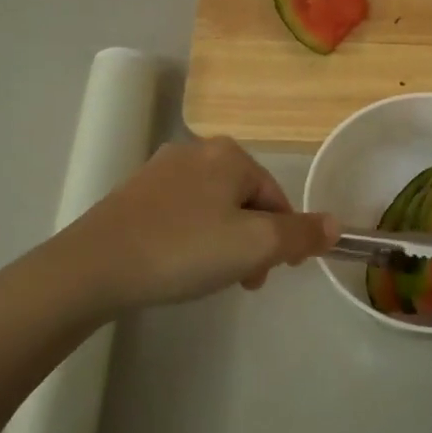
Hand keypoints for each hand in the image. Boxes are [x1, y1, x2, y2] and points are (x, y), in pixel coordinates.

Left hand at [62, 137, 338, 311]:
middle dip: (251, 241)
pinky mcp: (133, 194)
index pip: (276, 198)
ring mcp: (159, 171)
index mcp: (230, 155)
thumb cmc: (185, 250)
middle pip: (245, 201)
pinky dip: (190, 238)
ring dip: (223, 242)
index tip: (269, 274)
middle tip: (242, 280)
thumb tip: (336, 225)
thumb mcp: (256, 245)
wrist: (95, 266)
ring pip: (212, 208)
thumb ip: (301, 234)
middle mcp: (196, 151)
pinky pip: (181, 214)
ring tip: (207, 277)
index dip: (282, 238)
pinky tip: (177, 265)